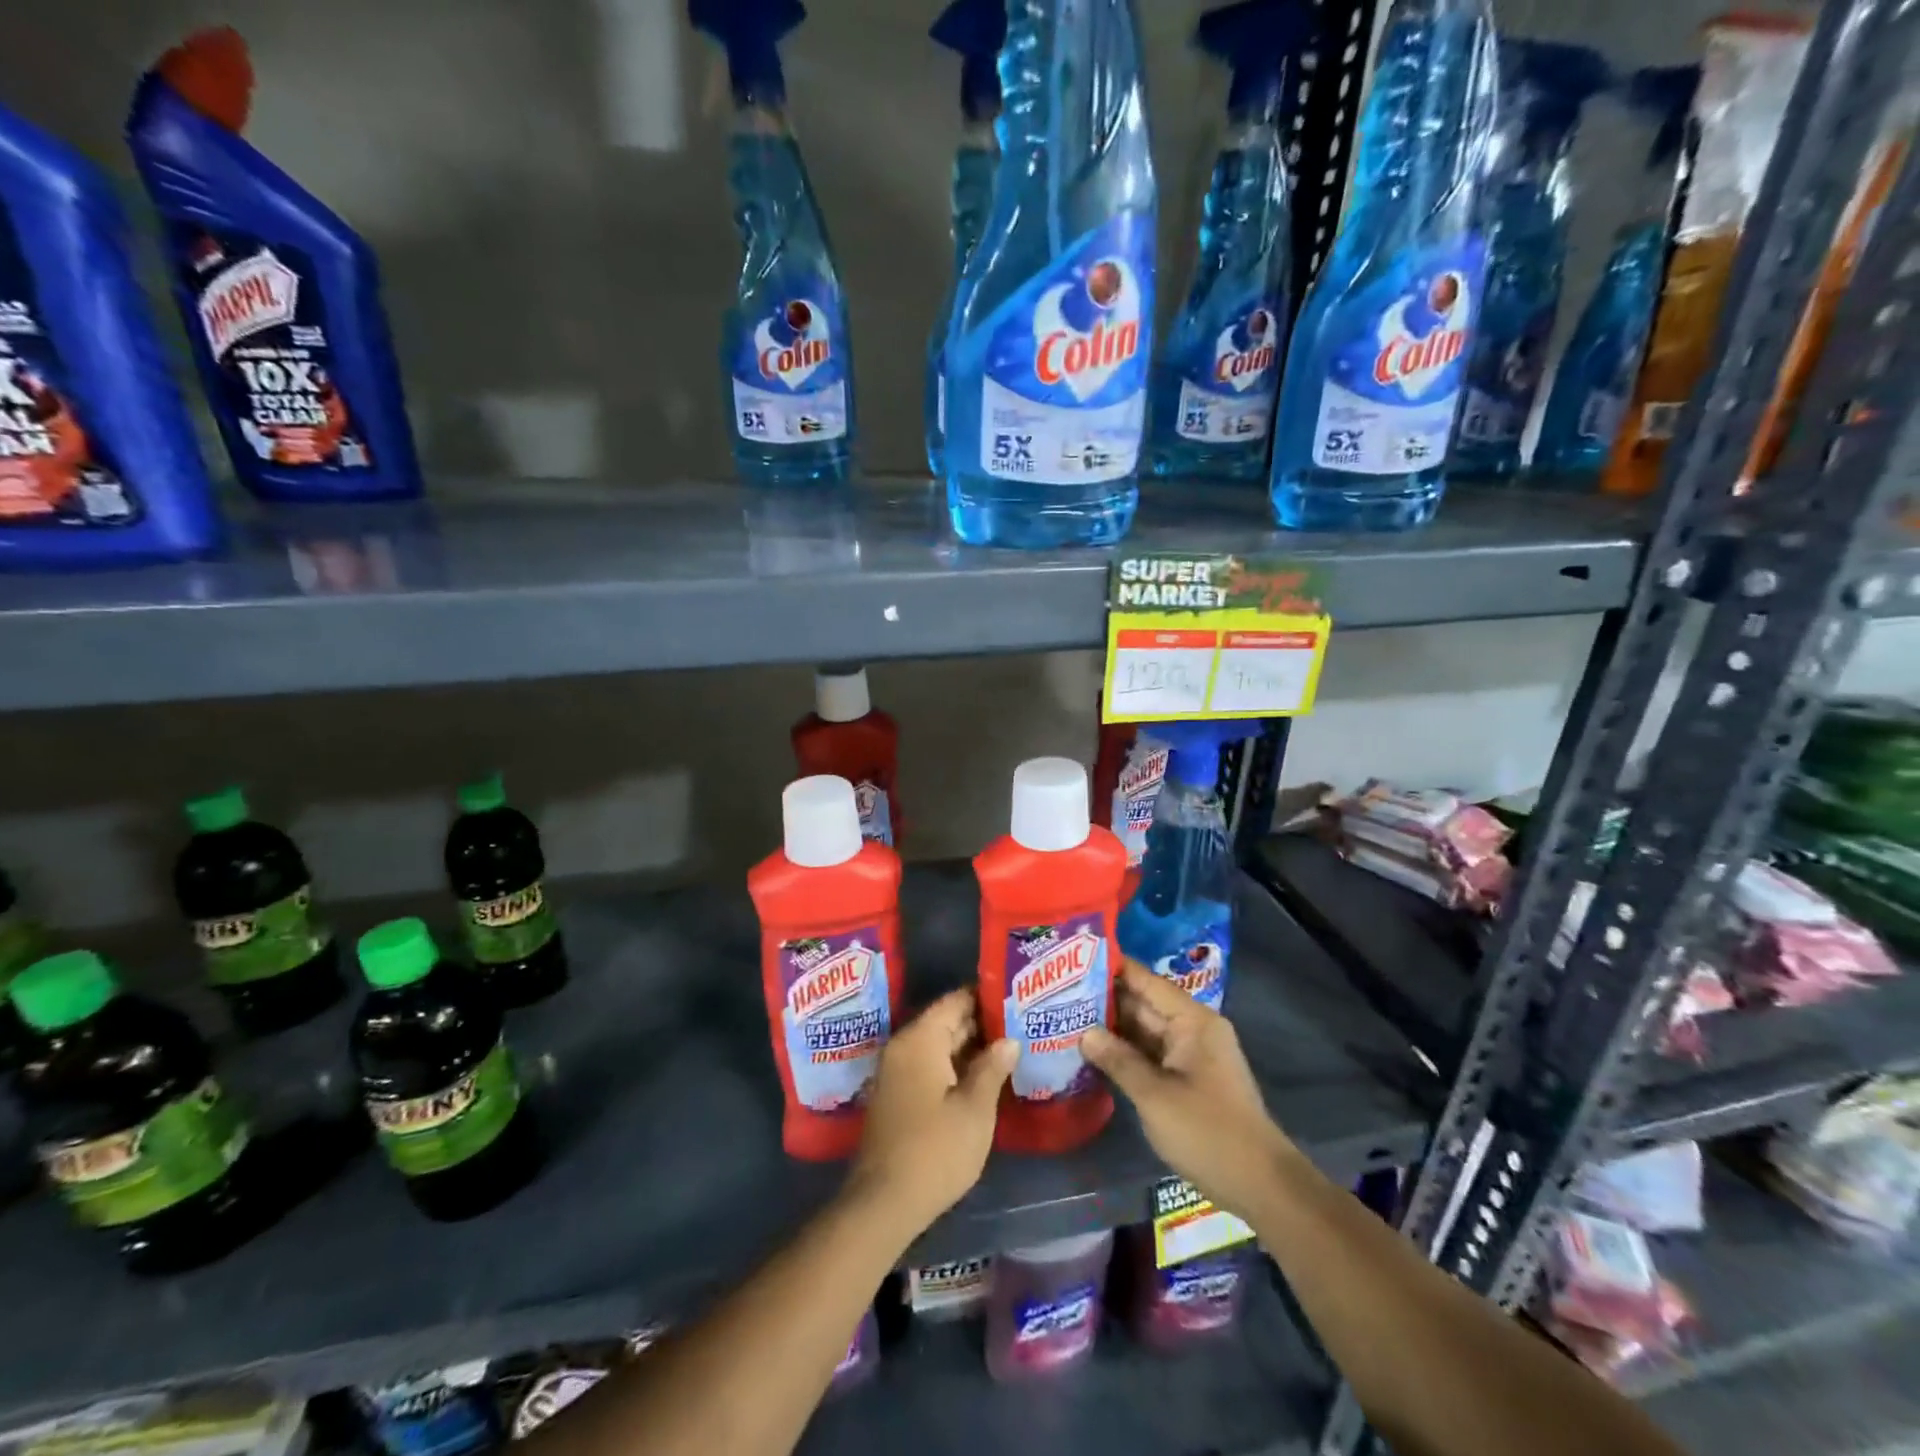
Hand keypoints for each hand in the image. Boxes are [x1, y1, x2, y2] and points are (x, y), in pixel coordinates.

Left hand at [848, 989, 1017, 1236]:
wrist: (884, 1203)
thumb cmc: (935, 1150)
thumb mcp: (975, 1109)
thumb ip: (992, 1068)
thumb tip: (1009, 1040)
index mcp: (920, 1039)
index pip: (956, 1001)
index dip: (986, 997)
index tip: (1016, 997)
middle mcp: (903, 1046)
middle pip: (946, 1021)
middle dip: (982, 1023)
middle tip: (1021, 1022)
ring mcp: (896, 1072)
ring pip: (938, 1046)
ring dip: (970, 1047)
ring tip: (1010, 1047)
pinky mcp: (897, 1096)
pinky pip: (929, 1066)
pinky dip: (955, 1066)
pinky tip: (983, 1077)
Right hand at [1081, 958, 1289, 1217]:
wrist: (1260, 1186)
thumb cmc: (1207, 1132)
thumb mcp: (1154, 1096)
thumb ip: (1117, 1060)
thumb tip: (1083, 1032)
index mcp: (1192, 1021)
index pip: (1146, 981)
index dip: (1112, 968)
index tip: (1074, 957)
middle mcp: (1193, 1029)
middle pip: (1143, 1004)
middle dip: (1103, 999)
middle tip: (1057, 991)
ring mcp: (1191, 1055)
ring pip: (1144, 1030)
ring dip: (1111, 1027)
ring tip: (1065, 1016)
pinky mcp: (1187, 1078)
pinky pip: (1151, 1053)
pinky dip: (1125, 1051)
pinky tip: (1092, 1051)